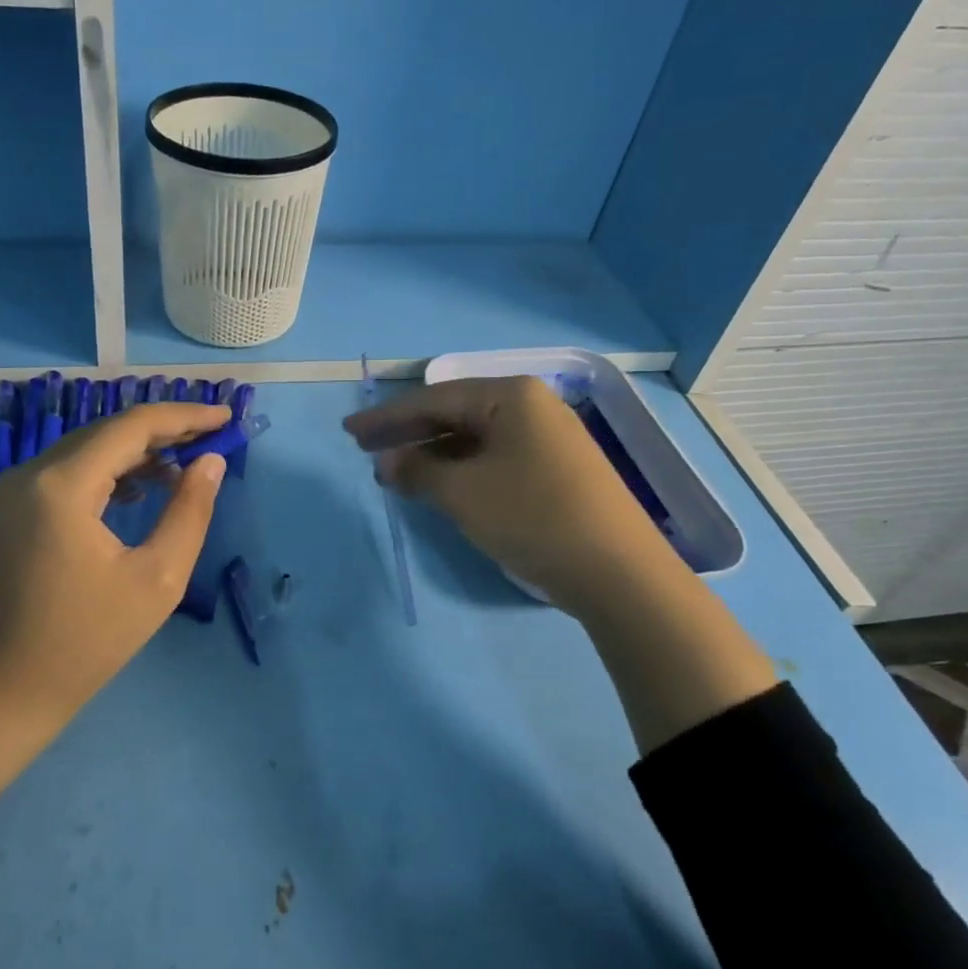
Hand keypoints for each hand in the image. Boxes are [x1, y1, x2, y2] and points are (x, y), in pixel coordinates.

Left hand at [0, 401, 229, 720]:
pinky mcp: (10, 511)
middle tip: (213, 437)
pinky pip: (67, 473)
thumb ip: (189, 512)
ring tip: (186, 463)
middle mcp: (29, 473)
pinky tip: (141, 488)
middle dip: (163, 431)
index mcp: (62, 485)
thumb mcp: (156, 580)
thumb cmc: (85, 643)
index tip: (226, 417)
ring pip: (86, 450)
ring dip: (137, 451)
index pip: (132, 426)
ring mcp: (12, 491)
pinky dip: (108, 472)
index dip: (184, 417)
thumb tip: (210, 462)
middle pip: (107, 432)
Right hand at [343, 375, 668, 613]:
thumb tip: (388, 462)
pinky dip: (460, 469)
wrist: (619, 572)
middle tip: (364, 449)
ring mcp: (546, 438)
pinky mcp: (554, 468)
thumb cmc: (532, 517)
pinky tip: (438, 485)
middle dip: (407, 433)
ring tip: (394, 474)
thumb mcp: (462, 493)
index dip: (387, 418)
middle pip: (454, 414)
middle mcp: (531, 406)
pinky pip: (493, 457)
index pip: (433, 399)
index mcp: (510, 396)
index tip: (349, 432)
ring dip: (431, 454)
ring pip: (473, 438)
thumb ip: (417, 470)